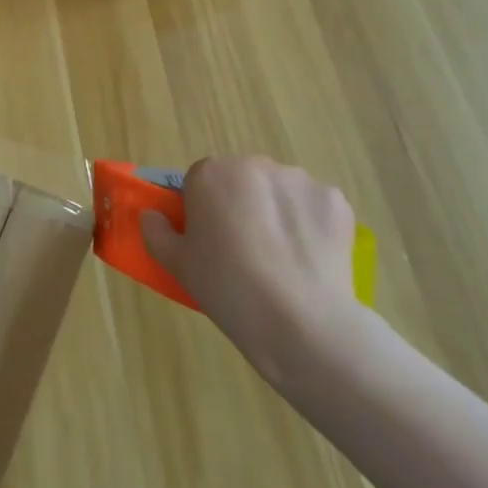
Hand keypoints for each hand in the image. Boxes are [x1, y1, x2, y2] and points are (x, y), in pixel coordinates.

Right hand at [140, 156, 360, 391]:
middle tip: (244, 252)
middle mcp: (254, 164)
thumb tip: (151, 215)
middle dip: (241, 206)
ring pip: (279, 192)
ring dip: (277, 213)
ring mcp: (298, 179)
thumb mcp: (177, 265)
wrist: (302, 323)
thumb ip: (156, 232)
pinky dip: (310, 226)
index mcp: (211, 173)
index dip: (203, 211)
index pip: (199, 181)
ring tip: (281, 260)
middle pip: (241, 180)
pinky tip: (309, 259)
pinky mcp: (335, 200)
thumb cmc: (227, 288)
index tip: (210, 242)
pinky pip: (313, 207)